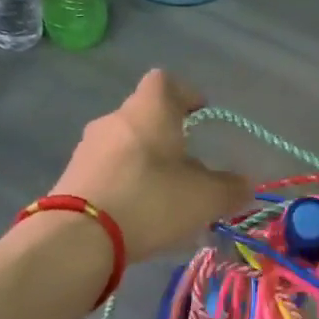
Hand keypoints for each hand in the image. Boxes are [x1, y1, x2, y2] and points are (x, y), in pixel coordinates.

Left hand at [50, 70, 249, 262]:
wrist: (77, 237)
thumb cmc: (150, 200)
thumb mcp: (204, 198)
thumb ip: (230, 189)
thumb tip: (246, 185)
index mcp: (150, 109)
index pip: (165, 81)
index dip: (185, 93)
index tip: (200, 113)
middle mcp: (116, 119)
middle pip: (145, 115)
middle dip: (167, 136)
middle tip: (188, 164)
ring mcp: (88, 148)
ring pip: (125, 144)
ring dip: (145, 162)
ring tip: (164, 195)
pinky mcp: (71, 177)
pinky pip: (107, 170)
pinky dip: (125, 183)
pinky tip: (137, 213)